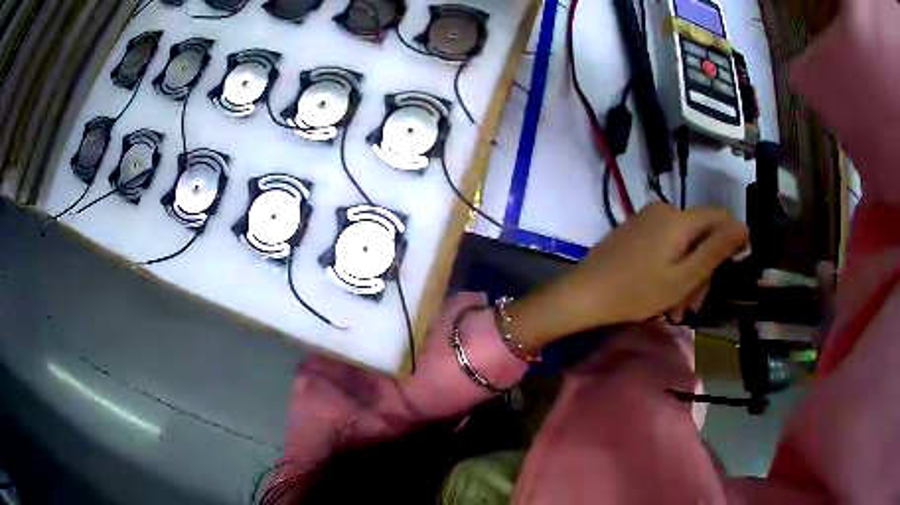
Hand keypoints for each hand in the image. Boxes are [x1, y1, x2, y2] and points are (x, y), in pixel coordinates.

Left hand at [508, 202, 747, 350]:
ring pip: (682, 244)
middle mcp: (664, 210)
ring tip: (675, 310)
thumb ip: (716, 249)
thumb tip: (744, 225)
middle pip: (700, 235)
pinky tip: (662, 296)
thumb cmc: (637, 291)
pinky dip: (670, 268)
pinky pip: (664, 245)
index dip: (730, 243)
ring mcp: (646, 219)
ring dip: (686, 276)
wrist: (584, 294)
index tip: (727, 274)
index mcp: (679, 218)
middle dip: (702, 271)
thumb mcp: (684, 276)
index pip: (720, 217)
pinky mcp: (634, 230)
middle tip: (692, 305)